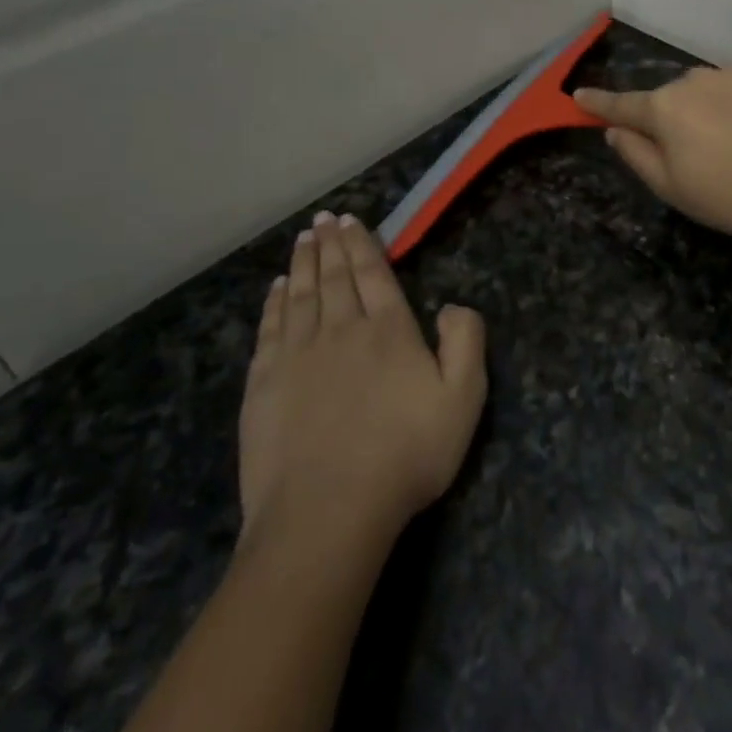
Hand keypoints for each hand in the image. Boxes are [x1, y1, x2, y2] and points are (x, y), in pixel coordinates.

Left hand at [238, 212, 486, 549]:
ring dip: (302, 263)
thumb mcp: (464, 399)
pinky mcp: (264, 385)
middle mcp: (341, 329)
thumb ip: (466, 341)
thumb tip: (453, 304)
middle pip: (333, 276)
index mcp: (389, 330)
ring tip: (303, 239)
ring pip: (300, 295)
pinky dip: (273, 303)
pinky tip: (275, 289)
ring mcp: (297, 356)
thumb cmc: (405, 455)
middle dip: (329, 244)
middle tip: (322, 219)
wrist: (327, 513)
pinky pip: (270, 329)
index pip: (373, 273)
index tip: (350, 219)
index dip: (362, 244)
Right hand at [575, 66, 731, 237]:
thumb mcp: (670, 187)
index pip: (622, 104)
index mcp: (664, 108)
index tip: (579, 95)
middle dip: (673, 117)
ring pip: (709, 88)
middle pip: (671, 97)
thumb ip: (636, 154)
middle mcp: (694, 80)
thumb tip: (615, 131)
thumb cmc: (727, 195)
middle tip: (694, 152)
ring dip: (711, 108)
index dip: (598, 102)